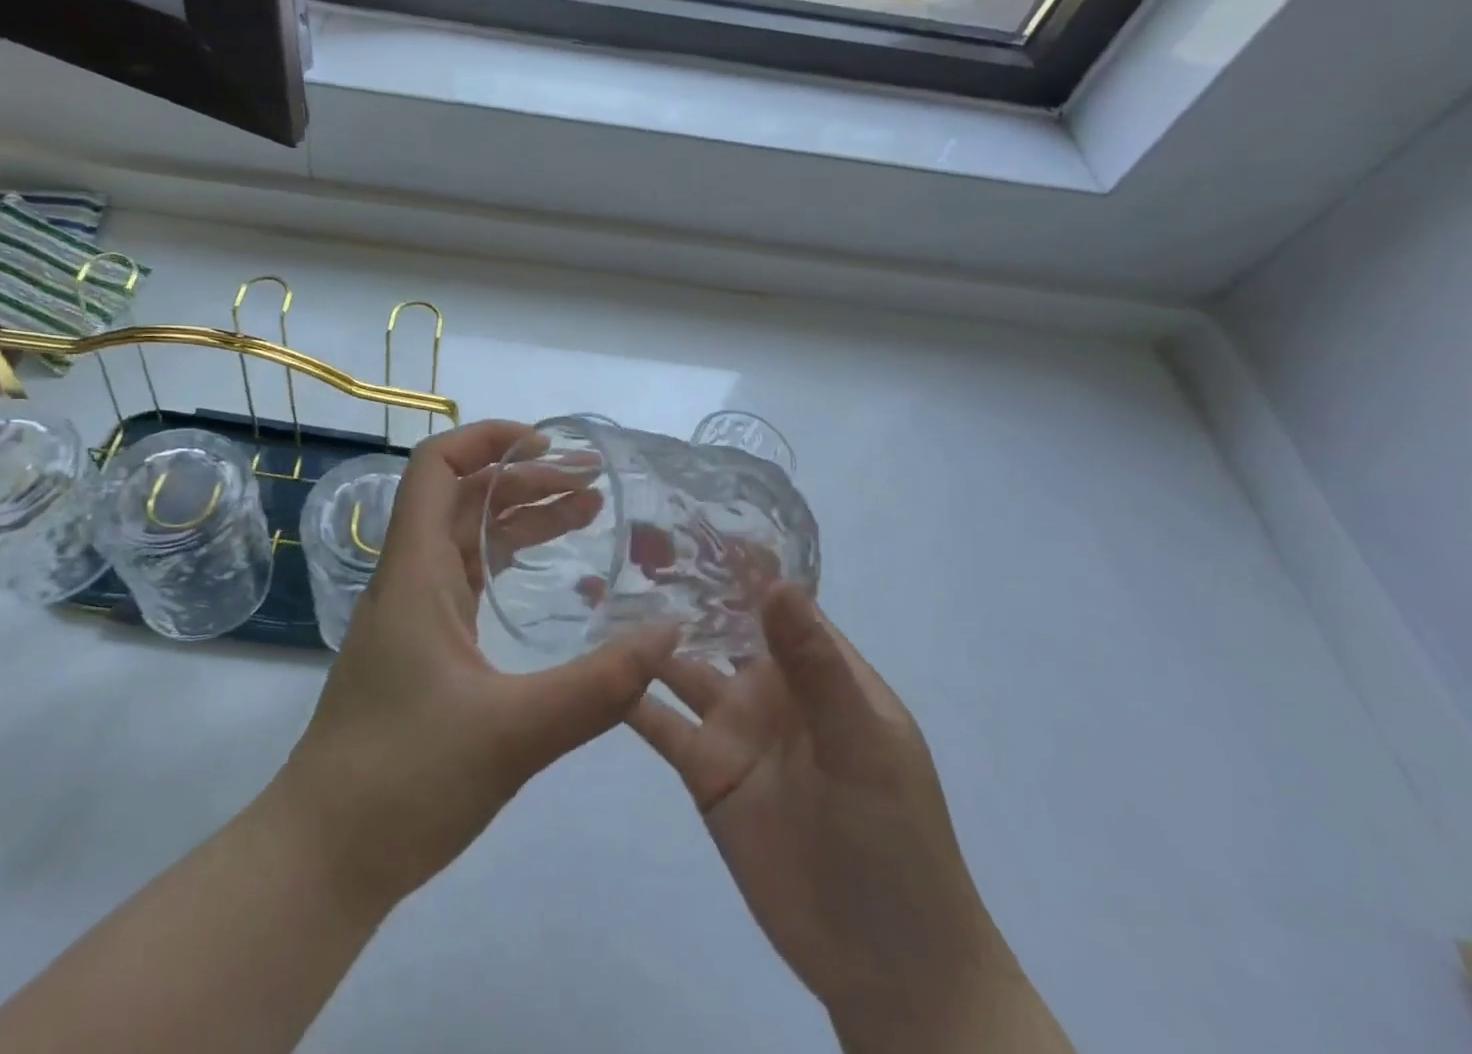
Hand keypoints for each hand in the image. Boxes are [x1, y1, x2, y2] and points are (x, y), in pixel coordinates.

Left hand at [277, 420, 677, 915]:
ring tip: (589, 513)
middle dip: (525, 479)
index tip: (547, 443)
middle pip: (463, 499)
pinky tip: (547, 578)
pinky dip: (509, 565)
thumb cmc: (404, 779)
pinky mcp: (423, 650)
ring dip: (522, 519)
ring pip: (468, 541)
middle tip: (594, 484)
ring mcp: (414, 615)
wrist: (325, 857)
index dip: (486, 439)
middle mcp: (410, 580)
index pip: (436, 468)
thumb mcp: (515, 732)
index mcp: (415, 572)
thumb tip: (670, 633)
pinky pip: (469, 583)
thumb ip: (599, 685)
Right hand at [629, 586, 1071, 1053]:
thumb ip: (815, 666)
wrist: (887, 967)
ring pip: (681, 666)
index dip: (738, 561)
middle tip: (623, 542)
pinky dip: (628, 694)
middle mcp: (770, 687)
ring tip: (597, 590)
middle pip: (720, 623)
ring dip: (646, 635)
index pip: (775, 599)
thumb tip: (776, 582)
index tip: (689, 516)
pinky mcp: (704, 770)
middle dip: (682, 586)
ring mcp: (734, 727)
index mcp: (818, 670)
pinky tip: (591, 664)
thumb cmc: (894, 842)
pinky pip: (659, 721)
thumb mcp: (861, 746)